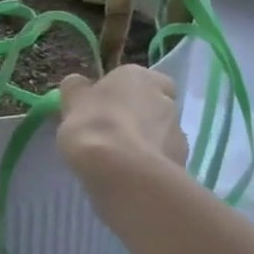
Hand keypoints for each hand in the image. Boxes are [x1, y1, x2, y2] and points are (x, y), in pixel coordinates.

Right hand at [57, 66, 187, 175]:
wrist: (124, 173)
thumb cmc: (94, 126)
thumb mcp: (72, 101)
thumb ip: (77, 89)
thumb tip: (79, 85)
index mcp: (138, 76)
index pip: (137, 79)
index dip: (122, 93)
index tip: (104, 109)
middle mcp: (164, 98)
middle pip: (150, 106)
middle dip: (136, 118)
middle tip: (110, 136)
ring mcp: (178, 132)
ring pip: (159, 134)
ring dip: (144, 144)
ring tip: (119, 163)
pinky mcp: (182, 162)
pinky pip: (162, 161)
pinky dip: (149, 166)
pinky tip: (131, 178)